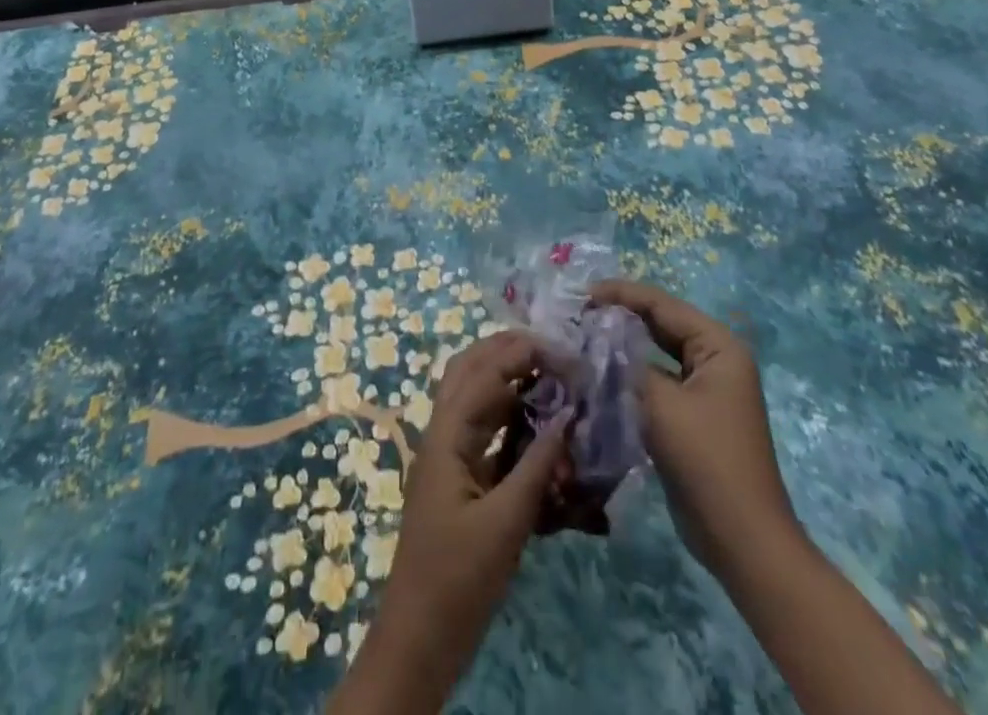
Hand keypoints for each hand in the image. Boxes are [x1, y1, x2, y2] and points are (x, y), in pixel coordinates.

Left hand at [328, 331, 568, 713]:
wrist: (419, 637)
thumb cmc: (459, 580)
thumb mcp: (505, 524)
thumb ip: (537, 466)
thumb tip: (568, 416)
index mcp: (446, 434)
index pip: (485, 373)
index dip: (524, 354)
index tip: (566, 352)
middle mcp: (442, 431)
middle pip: (469, 368)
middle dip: (508, 349)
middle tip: (553, 349)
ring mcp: (448, 452)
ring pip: (474, 393)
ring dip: (507, 375)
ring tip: (548, 370)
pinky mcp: (459, 475)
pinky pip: (482, 426)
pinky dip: (508, 411)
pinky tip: (536, 416)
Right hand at [588, 280, 795, 573]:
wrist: (742, 541)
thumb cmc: (707, 461)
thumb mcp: (662, 405)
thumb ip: (624, 365)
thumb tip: (590, 342)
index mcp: (718, 346)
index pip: (661, 304)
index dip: (620, 294)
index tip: (579, 294)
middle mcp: (714, 360)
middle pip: (659, 325)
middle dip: (618, 317)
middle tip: (575, 314)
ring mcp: (704, 389)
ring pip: (654, 354)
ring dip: (621, 347)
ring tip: (580, 339)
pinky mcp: (691, 416)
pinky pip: (655, 382)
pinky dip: (628, 376)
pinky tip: (597, 375)